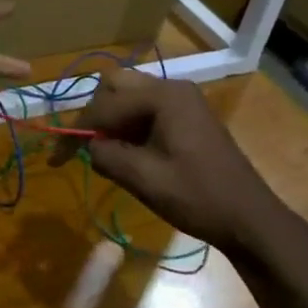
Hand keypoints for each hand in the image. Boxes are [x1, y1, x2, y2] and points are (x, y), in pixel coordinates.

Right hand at [50, 69, 293, 254]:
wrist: (251, 220)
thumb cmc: (199, 198)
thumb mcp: (144, 179)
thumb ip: (106, 156)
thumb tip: (89, 146)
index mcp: (164, 97)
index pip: (105, 104)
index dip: (77, 130)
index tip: (56, 158)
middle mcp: (173, 88)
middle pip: (115, 87)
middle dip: (94, 116)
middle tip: (83, 148)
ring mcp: (183, 101)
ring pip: (129, 97)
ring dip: (111, 121)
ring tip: (102, 153)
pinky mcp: (188, 117)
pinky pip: (146, 110)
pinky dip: (128, 126)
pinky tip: (125, 153)